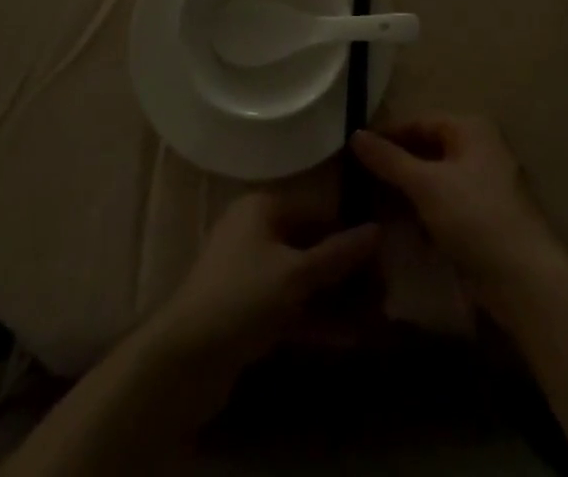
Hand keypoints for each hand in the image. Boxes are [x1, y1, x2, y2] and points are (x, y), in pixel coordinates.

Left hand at [148, 191, 380, 382]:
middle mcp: (254, 232)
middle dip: (344, 269)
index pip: (316, 210)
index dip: (349, 231)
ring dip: (334, 297)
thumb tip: (378, 229)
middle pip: (309, 244)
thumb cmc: (243, 296)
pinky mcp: (247, 311)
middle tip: (382, 288)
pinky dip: (315, 318)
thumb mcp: (296, 274)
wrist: (184, 359)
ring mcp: (249, 272)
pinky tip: (347, 338)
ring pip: (301, 279)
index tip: (382, 253)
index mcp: (262, 207)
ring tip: (373, 316)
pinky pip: (289, 306)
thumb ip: (338, 253)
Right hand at [350, 114, 564, 299]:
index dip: (387, 135)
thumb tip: (355, 134)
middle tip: (359, 180)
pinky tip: (401, 228)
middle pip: (428, 149)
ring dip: (407, 191)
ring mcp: (485, 184)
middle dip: (395, 165)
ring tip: (372, 204)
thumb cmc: (474, 217)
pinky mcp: (485, 217)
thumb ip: (389, 159)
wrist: (524, 280)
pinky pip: (446, 203)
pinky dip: (424, 211)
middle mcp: (480, 148)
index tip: (354, 152)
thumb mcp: (425, 184)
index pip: (419, 121)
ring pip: (435, 178)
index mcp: (471, 128)